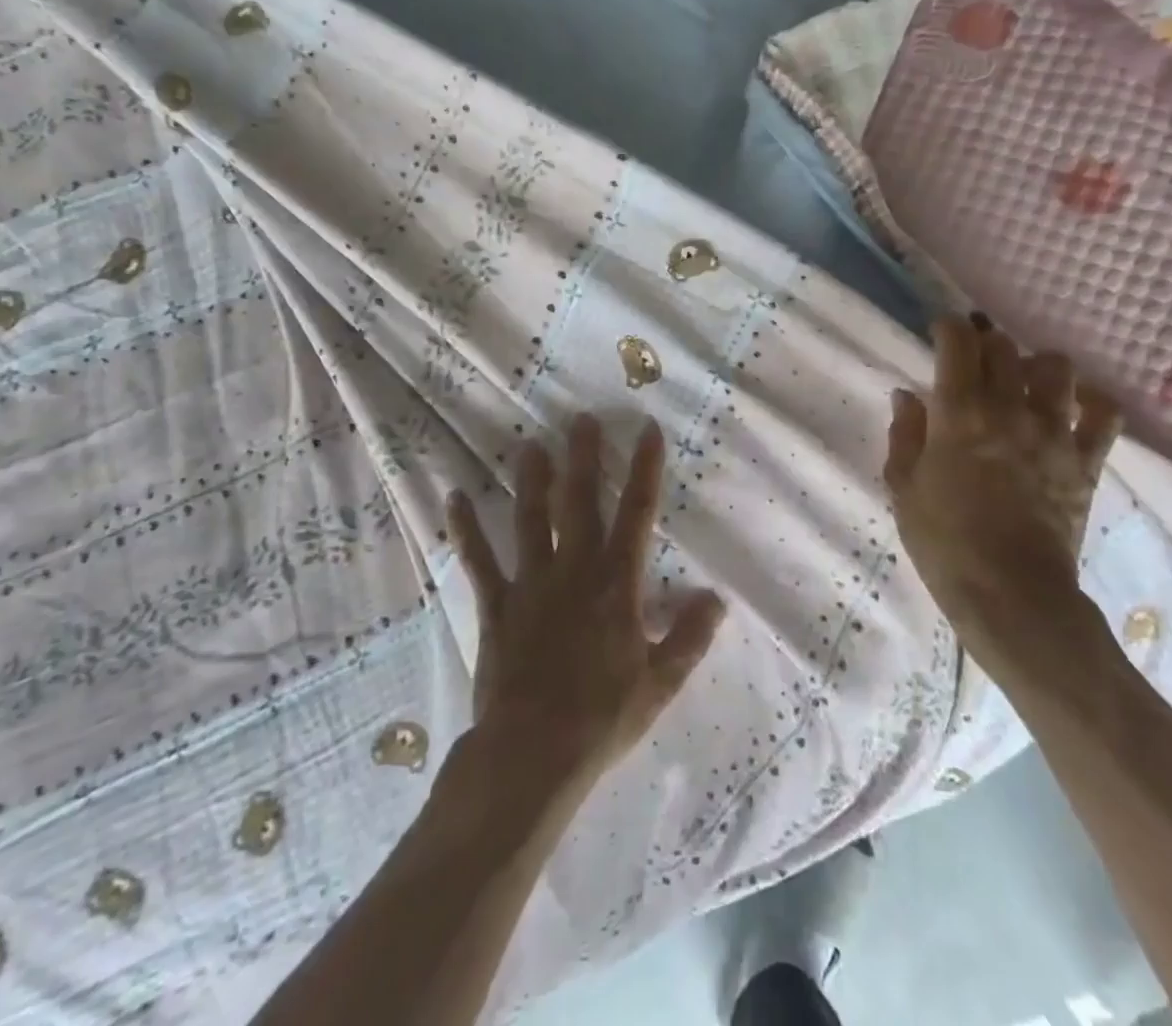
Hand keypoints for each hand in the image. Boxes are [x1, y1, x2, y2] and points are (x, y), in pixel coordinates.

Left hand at [445, 414, 726, 793]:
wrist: (534, 751)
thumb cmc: (604, 717)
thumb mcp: (660, 683)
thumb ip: (690, 637)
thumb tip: (717, 598)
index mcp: (617, 583)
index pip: (637, 512)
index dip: (645, 468)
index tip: (647, 429)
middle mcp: (575, 569)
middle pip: (580, 502)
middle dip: (583, 458)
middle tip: (581, 420)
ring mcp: (531, 583)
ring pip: (531, 519)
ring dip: (531, 480)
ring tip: (530, 445)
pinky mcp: (496, 604)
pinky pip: (479, 560)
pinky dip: (466, 529)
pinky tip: (454, 499)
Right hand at [884, 314, 1122, 666]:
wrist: (1010, 594)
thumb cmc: (944, 542)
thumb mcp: (904, 487)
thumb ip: (905, 434)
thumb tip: (907, 396)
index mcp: (959, 413)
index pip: (958, 342)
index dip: (947, 327)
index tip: (939, 334)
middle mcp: (1009, 409)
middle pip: (1004, 347)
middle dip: (984, 344)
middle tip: (973, 362)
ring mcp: (1053, 433)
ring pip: (1056, 367)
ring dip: (1034, 365)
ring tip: (1022, 382)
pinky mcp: (1086, 460)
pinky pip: (1103, 413)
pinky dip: (1090, 401)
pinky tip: (1073, 407)